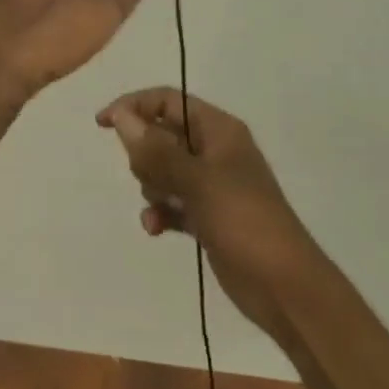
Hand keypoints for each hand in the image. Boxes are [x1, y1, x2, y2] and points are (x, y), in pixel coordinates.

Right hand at [96, 89, 312, 342]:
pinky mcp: (208, 216)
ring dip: (152, 188)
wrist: (285, 287)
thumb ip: (156, 150)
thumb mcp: (197, 181)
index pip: (167, 101)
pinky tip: (155, 229)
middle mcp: (214, 150)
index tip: (103, 124)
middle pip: (161, 136)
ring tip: (161, 207)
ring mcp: (211, 185)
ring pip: (163, 171)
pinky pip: (171, 202)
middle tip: (154, 180)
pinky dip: (161, 212)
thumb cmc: (244, 221)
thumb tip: (120, 116)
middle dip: (146, 157)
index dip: (134, 106)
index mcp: (219, 130)